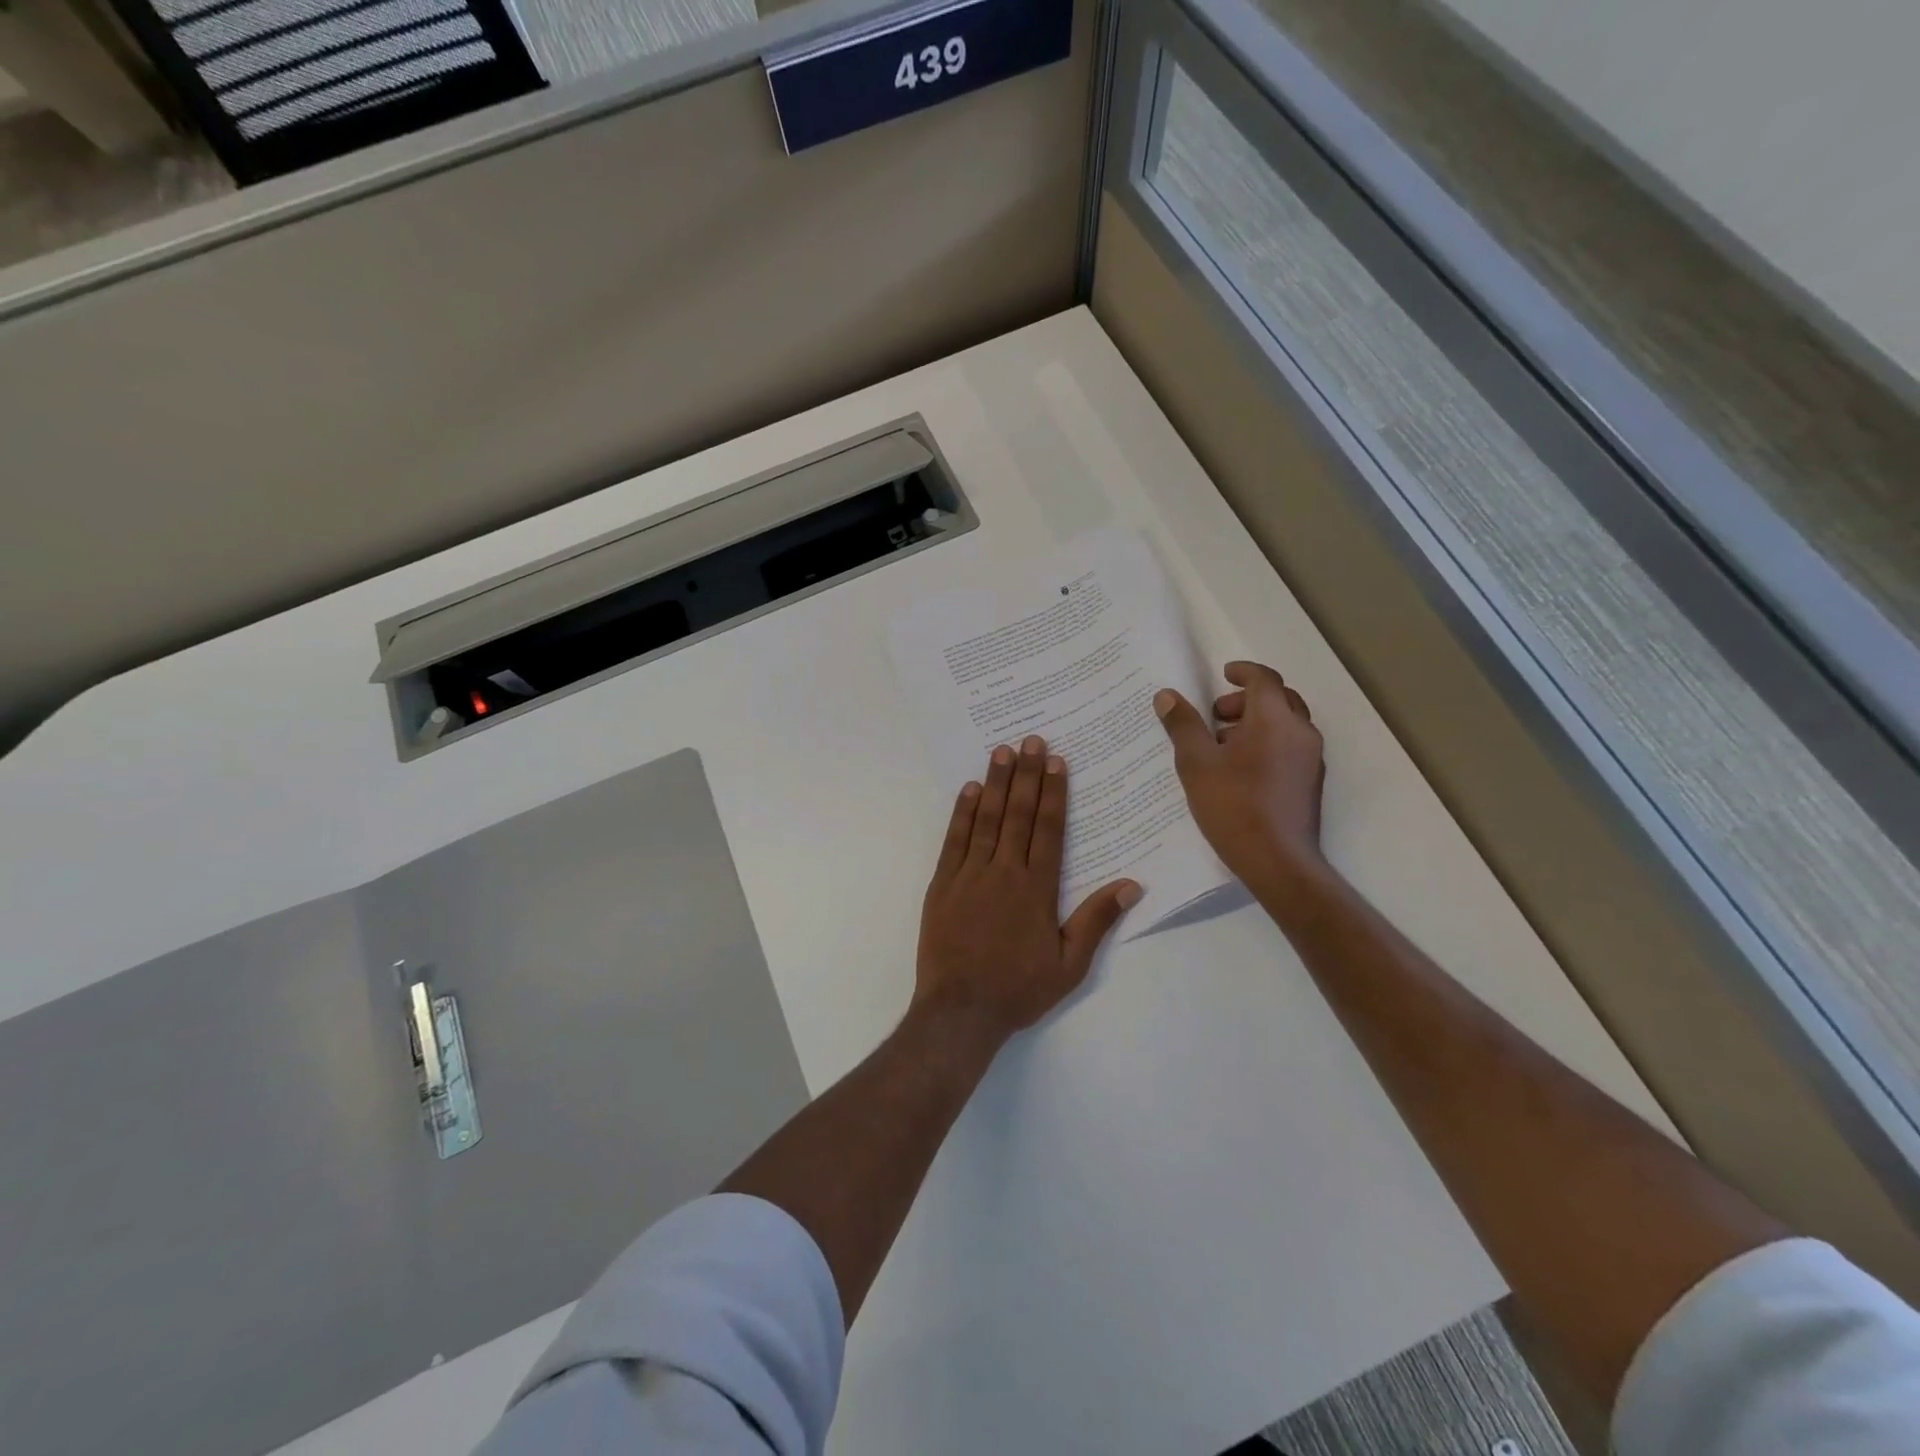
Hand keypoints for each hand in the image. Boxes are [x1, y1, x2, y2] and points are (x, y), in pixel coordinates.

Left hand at [915, 736, 1141, 1045]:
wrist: (960, 1010)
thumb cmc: (1018, 989)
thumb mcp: (1069, 965)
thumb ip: (1096, 921)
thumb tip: (1131, 885)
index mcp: (1036, 889)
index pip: (1047, 829)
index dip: (1052, 792)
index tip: (1056, 761)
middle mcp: (1003, 872)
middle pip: (1017, 814)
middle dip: (1025, 774)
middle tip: (1030, 739)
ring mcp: (968, 875)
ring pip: (986, 819)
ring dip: (995, 783)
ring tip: (1001, 751)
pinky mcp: (941, 884)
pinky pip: (954, 840)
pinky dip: (962, 812)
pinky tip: (969, 789)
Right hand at [1154, 660, 1326, 893]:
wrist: (1278, 862)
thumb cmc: (1234, 806)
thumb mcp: (1196, 763)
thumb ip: (1182, 725)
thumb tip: (1167, 696)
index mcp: (1274, 719)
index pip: (1263, 679)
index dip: (1242, 672)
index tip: (1222, 675)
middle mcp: (1300, 732)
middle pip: (1278, 699)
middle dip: (1246, 700)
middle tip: (1215, 715)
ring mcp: (1310, 759)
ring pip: (1285, 725)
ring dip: (1255, 724)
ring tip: (1221, 746)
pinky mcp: (1310, 783)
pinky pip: (1289, 748)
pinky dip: (1266, 744)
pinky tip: (1239, 771)